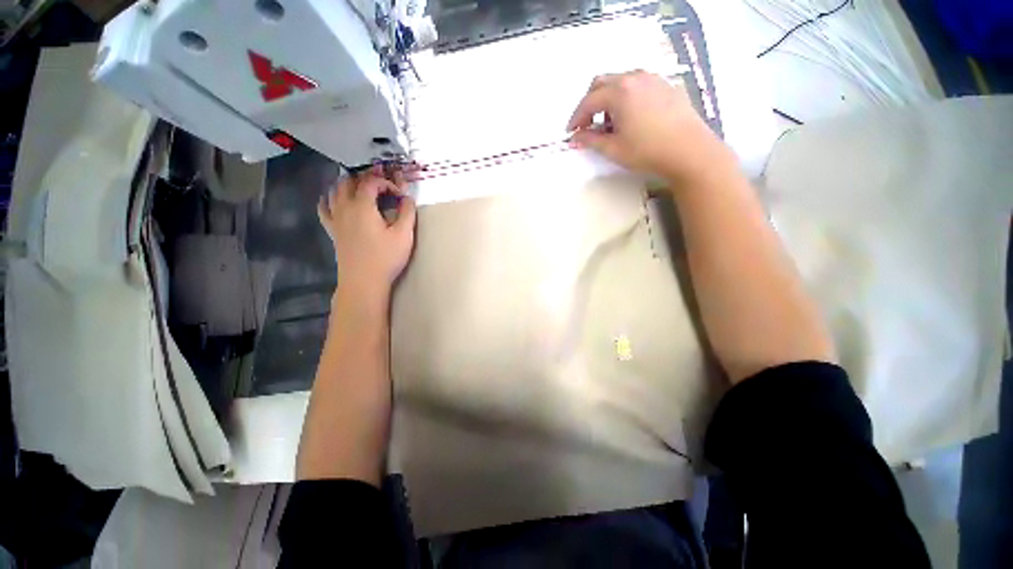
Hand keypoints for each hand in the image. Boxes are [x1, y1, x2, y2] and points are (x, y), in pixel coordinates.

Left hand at [318, 169, 416, 294]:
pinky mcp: (332, 230)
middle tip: (381, 187)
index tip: (399, 194)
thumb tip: (407, 198)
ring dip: (347, 185)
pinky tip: (334, 200)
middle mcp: (345, 207)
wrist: (364, 281)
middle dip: (365, 179)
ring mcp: (335, 219)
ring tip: (361, 189)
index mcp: (363, 206)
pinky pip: (324, 208)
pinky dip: (329, 199)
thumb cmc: (386, 258)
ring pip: (334, 191)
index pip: (371, 182)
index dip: (386, 183)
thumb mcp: (403, 235)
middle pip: (349, 182)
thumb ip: (407, 213)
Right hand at [567, 70, 734, 185]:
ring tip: (610, 124)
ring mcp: (652, 79)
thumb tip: (575, 137)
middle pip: (602, 83)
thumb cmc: (647, 151)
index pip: (589, 101)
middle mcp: (634, 78)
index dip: (576, 117)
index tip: (571, 132)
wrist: (689, 150)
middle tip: (587, 125)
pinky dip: (625, 97)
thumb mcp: (613, 149)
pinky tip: (630, 117)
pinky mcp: (665, 85)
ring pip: (620, 82)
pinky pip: (637, 85)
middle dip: (590, 104)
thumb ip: (591, 140)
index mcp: (619, 92)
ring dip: (608, 100)